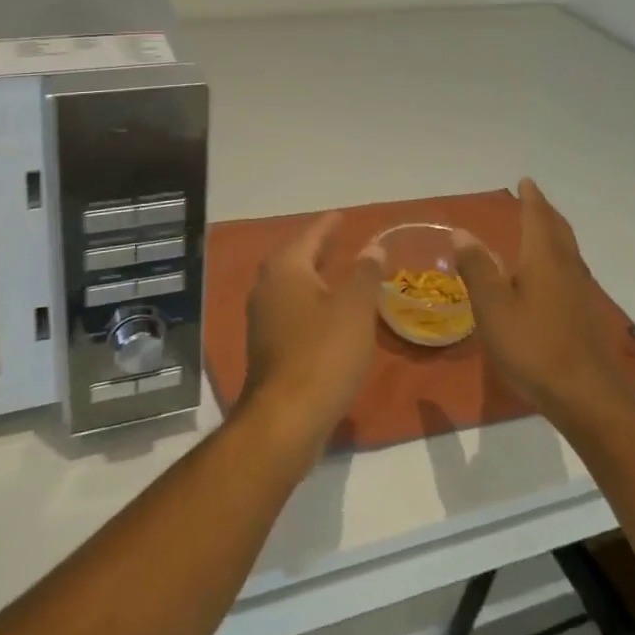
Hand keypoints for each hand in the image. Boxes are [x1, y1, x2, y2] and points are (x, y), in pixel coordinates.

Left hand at [239, 213, 384, 455]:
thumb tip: (372, 247)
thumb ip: (365, 273)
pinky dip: (310, 302)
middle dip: (317, 249)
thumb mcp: (355, 308)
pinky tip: (328, 315)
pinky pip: (291, 310)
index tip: (342, 216)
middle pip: (295, 259)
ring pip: (291, 286)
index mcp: (286, 269)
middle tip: (339, 240)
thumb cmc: (323, 353)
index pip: (310, 236)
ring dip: (313, 277)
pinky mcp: (267, 347)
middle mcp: (267, 287)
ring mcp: (262, 319)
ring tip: (337, 273)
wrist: (286, 418)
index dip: (328, 226)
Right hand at [456, 179, 633, 424]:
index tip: (526, 182)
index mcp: (544, 259)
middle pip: (559, 230)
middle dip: (545, 213)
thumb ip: (477, 268)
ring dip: (554, 235)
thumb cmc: (533, 346)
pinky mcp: (586, 316)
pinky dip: (558, 259)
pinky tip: (549, 278)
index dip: (530, 199)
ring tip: (540, 232)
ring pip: (568, 251)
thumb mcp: (492, 308)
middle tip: (534, 201)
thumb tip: (461, 232)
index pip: (537, 218)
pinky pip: (571, 272)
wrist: (585, 396)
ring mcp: (582, 293)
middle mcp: (568, 268)